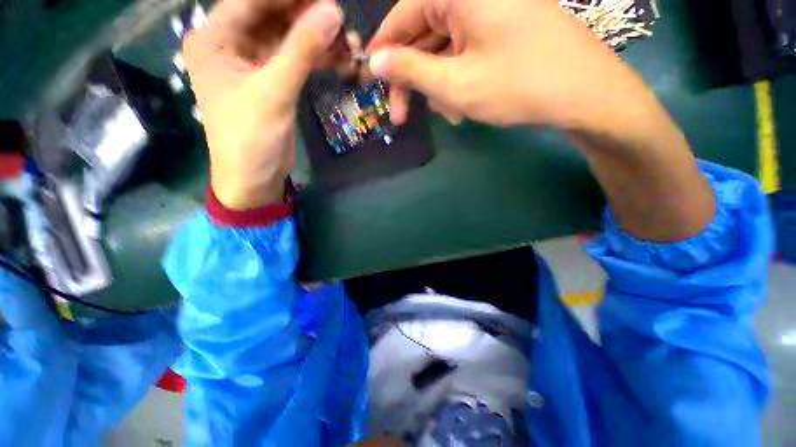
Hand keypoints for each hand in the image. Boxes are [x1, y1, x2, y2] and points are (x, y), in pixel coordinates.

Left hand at [183, 0, 342, 209]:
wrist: (251, 182)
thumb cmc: (248, 141)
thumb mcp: (273, 91)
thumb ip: (303, 46)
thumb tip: (334, 8)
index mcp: (212, 39)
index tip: (327, 0)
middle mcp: (226, 37)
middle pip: (273, 5)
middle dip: (310, 11)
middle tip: (341, 22)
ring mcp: (246, 48)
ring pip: (289, 20)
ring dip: (320, 30)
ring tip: (348, 45)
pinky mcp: (264, 62)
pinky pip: (295, 40)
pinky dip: (318, 46)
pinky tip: (341, 59)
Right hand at [367, 0, 654, 133]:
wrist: (603, 97)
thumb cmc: (529, 85)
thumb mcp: (460, 83)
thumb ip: (409, 69)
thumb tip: (376, 60)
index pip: (400, 18)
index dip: (383, 53)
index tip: (374, 85)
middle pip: (427, 28)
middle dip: (415, 71)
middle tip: (405, 112)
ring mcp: (502, 4)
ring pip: (454, 38)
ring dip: (443, 75)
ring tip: (446, 112)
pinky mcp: (519, 19)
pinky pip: (480, 39)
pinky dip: (469, 66)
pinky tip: (470, 98)